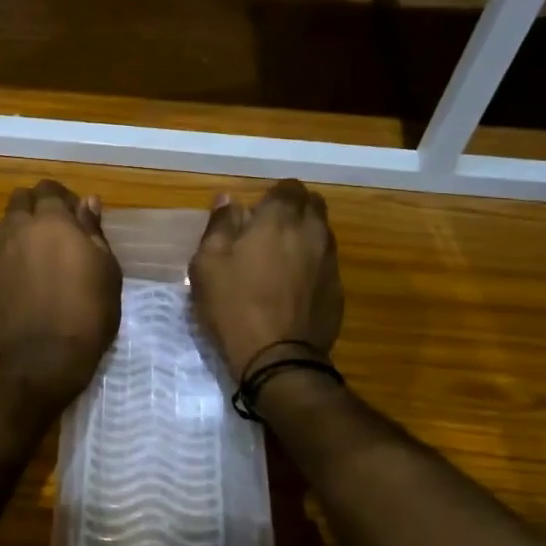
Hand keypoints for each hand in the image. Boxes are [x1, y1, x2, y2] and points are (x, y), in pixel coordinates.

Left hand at [0, 180, 121, 407]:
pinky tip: (23, 278)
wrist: (44, 358)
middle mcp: (17, 229)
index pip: (48, 189)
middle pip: (20, 200)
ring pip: (4, 225)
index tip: (76, 216)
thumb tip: (87, 201)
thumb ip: (93, 230)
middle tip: (56, 231)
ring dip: (19, 229)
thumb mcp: (106, 269)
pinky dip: (9, 256)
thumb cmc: (88, 312)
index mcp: (51, 221)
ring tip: (37, 253)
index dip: (62, 198)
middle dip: (36, 207)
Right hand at [189, 179, 342, 378]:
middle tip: (268, 231)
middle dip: (293, 210)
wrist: (277, 358)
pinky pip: (326, 263)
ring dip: (304, 236)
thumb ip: (219, 225)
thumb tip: (228, 199)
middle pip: (312, 205)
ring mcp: (330, 261)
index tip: (255, 214)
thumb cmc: (234, 306)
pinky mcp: (338, 289)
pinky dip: (312, 264)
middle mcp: (312, 232)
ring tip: (280, 259)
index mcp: (279, 219)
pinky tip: (292, 286)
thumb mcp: (207, 264)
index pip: (288, 187)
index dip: (273, 196)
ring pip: (322, 233)